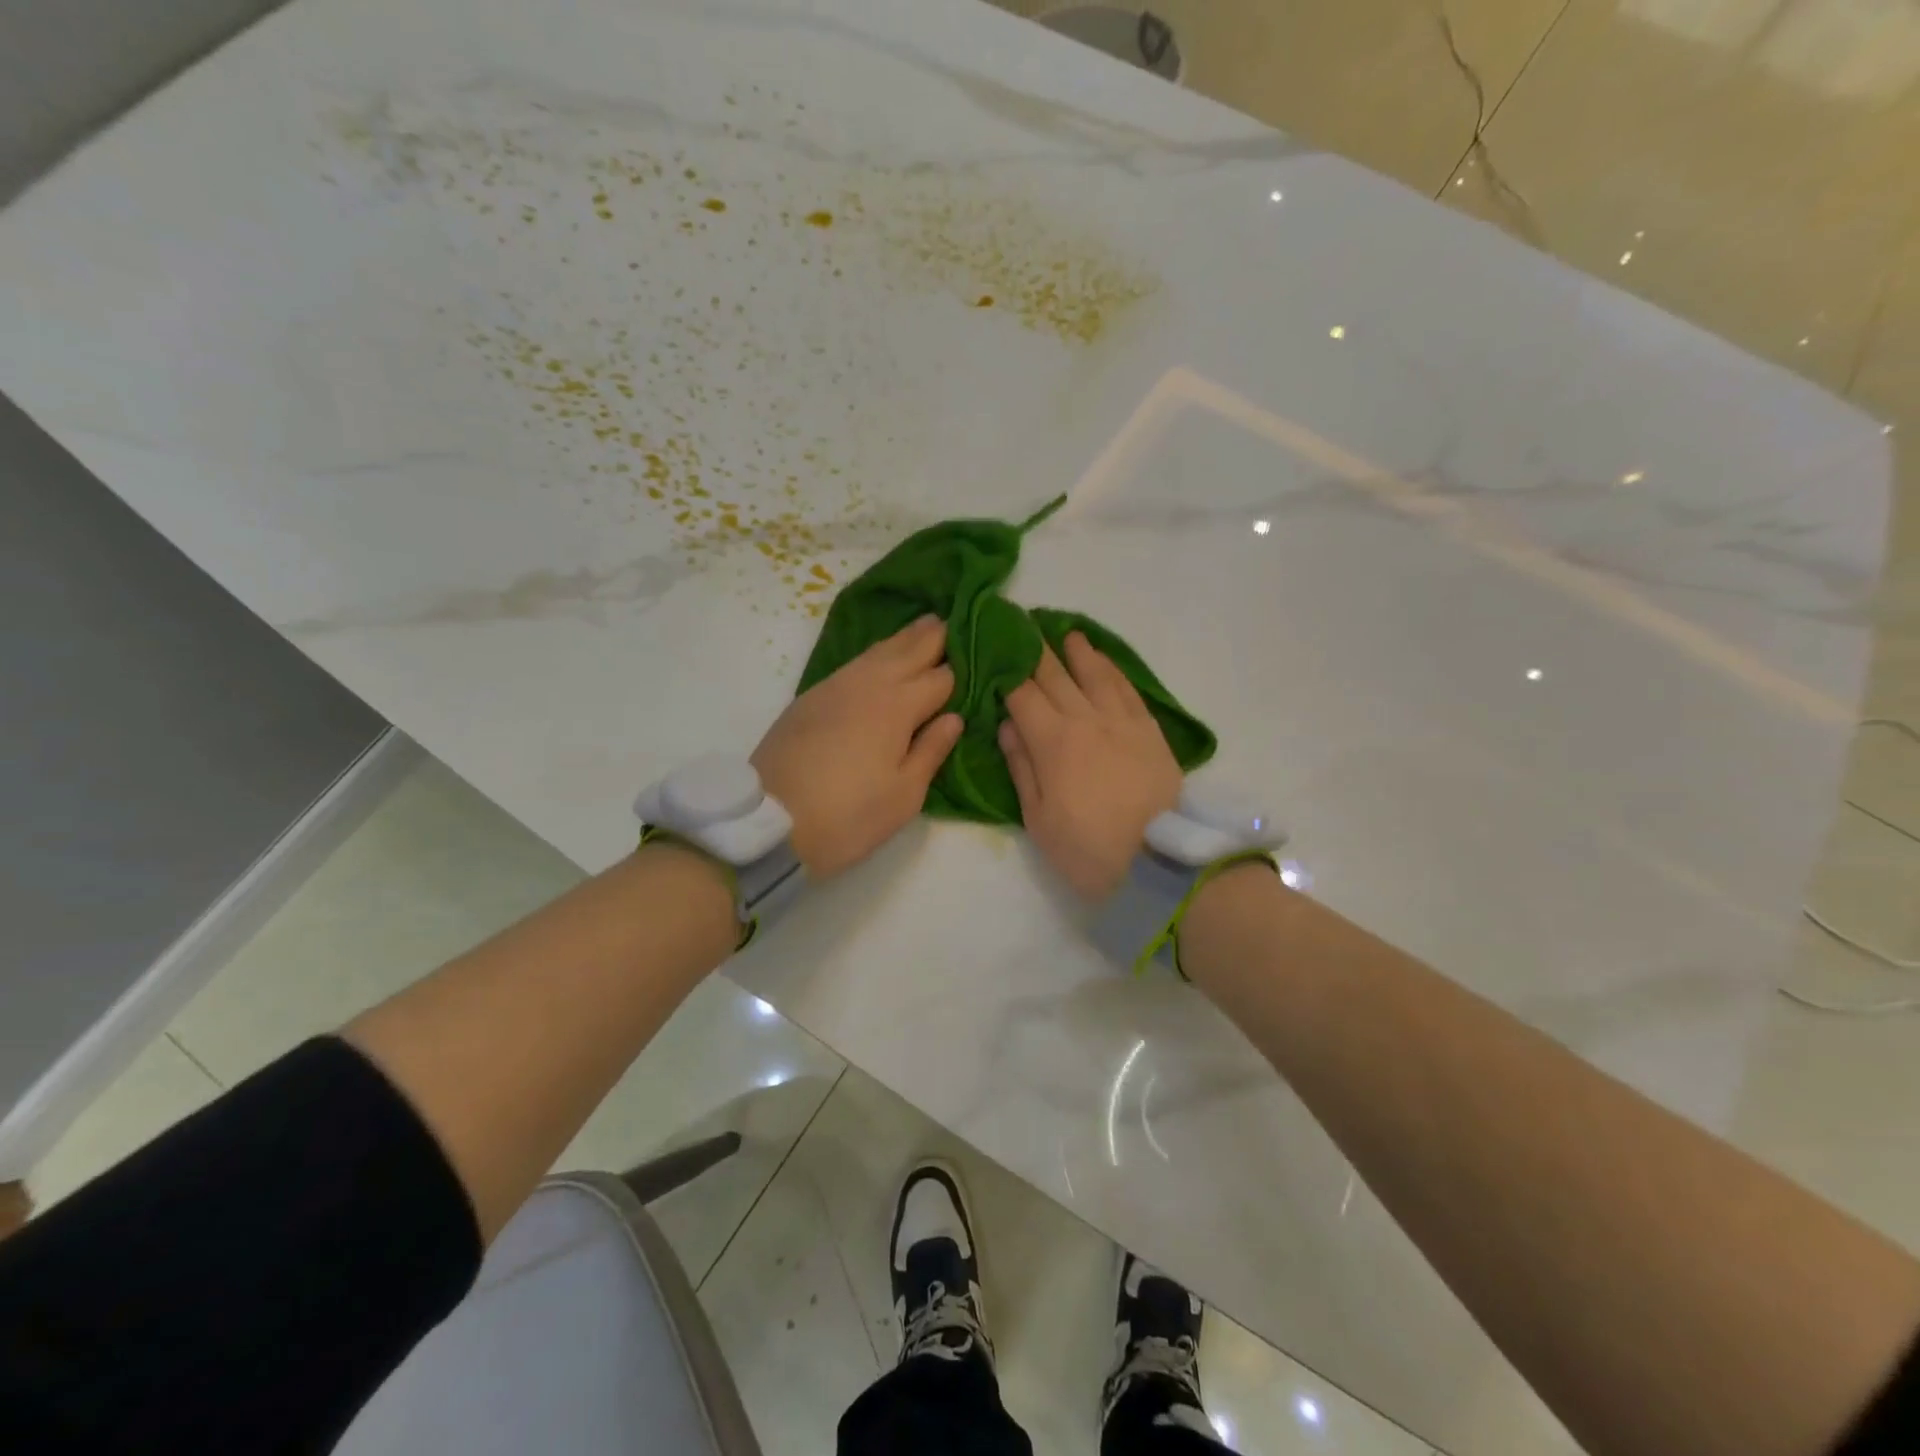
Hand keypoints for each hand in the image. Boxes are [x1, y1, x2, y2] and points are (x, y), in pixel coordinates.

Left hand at [753, 615, 963, 878]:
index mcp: (898, 706)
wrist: (769, 822)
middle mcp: (869, 684)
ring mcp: (836, 686)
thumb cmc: (848, 816)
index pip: (942, 678)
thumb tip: (953, 717)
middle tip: (957, 619)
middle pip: (910, 649)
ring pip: (879, 650)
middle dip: (936, 635)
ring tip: (926, 625)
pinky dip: (876, 653)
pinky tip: (882, 656)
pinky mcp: (812, 696)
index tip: (982, 659)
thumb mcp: (903, 795)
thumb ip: (931, 751)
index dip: (963, 669)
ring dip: (906, 637)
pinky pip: (855, 663)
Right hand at [1000, 632, 1182, 900]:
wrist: (1158, 863)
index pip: (1022, 694)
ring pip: (1095, 674)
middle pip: (1056, 675)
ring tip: (1065, 634)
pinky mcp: (1150, 730)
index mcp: (1052, 741)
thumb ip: (1021, 767)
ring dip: (1077, 651)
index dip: (1006, 670)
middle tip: (1023, 627)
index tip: (994, 649)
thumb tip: (1007, 724)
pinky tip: (1103, 660)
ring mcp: (1122, 721)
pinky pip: (1127, 689)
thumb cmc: (1087, 849)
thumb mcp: (1039, 818)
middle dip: (1035, 650)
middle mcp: (1086, 719)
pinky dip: (1112, 669)